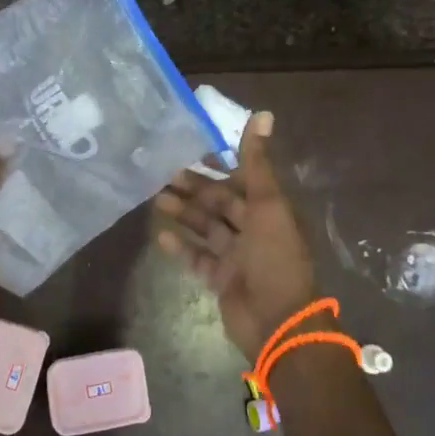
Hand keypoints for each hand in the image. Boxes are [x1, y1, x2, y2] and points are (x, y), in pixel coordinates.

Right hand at [153, 112, 317, 355]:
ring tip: (156, 200)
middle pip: (221, 203)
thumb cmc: (275, 256)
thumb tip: (264, 114)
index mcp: (270, 208)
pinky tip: (161, 237)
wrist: (278, 322)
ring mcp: (238, 256)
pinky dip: (183, 248)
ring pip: (207, 228)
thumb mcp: (268, 203)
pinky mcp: (223, 280)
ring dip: (185, 214)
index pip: (241, 179)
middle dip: (195, 188)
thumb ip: (258, 162)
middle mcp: (255, 229)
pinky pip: (199, 259)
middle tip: (163, 175)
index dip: (219, 164)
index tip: (191, 149)